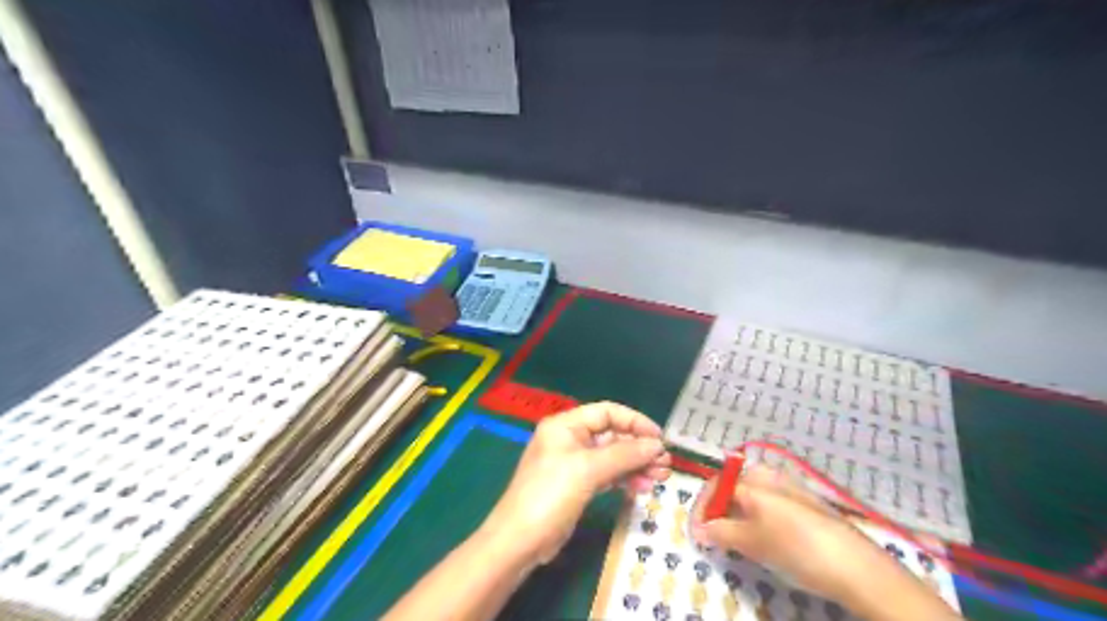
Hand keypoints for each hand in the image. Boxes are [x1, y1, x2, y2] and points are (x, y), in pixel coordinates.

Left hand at [485, 403, 675, 566]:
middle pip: (612, 435)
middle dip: (639, 447)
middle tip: (665, 463)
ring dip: (636, 465)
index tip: (659, 438)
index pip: (606, 412)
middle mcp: (570, 439)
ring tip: (661, 477)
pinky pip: (607, 475)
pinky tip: (642, 487)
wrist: (520, 541)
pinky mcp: (577, 486)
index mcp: (566, 425)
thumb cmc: (550, 495)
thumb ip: (624, 454)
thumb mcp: (587, 469)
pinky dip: (624, 479)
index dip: (635, 421)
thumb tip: (656, 445)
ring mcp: (573, 464)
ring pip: (612, 457)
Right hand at [690, 467, 908, 602]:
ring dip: (739, 512)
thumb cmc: (796, 548)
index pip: (716, 484)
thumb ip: (721, 532)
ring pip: (754, 493)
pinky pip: (772, 502)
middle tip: (716, 533)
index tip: (697, 532)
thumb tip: (699, 529)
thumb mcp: (752, 542)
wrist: (856, 565)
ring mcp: (792, 487)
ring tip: (739, 538)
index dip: (702, 507)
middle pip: (735, 485)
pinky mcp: (808, 503)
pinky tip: (768, 537)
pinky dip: (759, 515)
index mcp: (754, 480)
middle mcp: (771, 476)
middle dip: (721, 507)